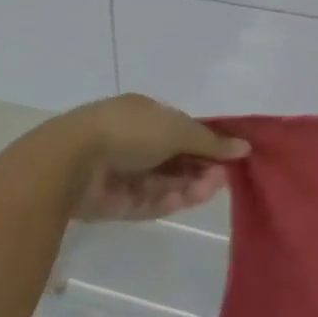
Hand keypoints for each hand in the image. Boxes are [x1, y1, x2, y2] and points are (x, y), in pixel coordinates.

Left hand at [53, 94, 248, 221]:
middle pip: (175, 158)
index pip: (181, 128)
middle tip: (224, 177)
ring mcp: (123, 173)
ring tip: (212, 188)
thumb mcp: (176, 129)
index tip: (230, 155)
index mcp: (144, 114)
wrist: (73, 161)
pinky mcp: (115, 203)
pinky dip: (169, 201)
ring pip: (165, 182)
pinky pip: (148, 202)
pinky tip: (189, 199)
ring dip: (189, 185)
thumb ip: (210, 142)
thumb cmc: (129, 131)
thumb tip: (244, 147)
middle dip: (200, 166)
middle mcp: (134, 141)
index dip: (206, 142)